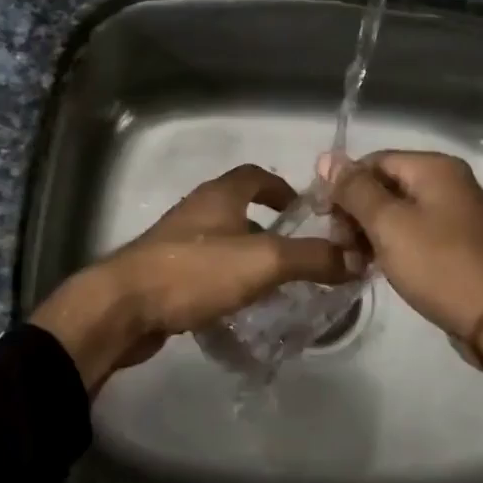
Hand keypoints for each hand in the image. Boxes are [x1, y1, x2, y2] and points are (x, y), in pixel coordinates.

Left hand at [31, 165, 357, 393]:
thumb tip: (358, 257)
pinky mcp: (164, 273)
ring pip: (222, 240)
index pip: (255, 175)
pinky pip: (205, 269)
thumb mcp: (263, 261)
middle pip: (238, 207)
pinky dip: (226, 279)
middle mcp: (197, 211)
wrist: (124, 307)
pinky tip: (239, 306)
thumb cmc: (195, 272)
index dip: (281, 187)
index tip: (303, 210)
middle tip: (298, 254)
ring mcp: (177, 242)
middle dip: (269, 226)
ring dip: (248, 255)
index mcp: (219, 196)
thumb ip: (312, 258)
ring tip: (275, 283)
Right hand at [322, 150, 482, 418]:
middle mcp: (446, 181)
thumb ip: (354, 189)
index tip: (322, 218)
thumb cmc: (437, 264)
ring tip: (353, 262)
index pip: (372, 161)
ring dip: (367, 233)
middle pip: (383, 185)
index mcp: (434, 167)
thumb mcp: (388, 224)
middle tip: (340, 246)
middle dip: (355, 213)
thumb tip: (326, 157)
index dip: (343, 186)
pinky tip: (372, 266)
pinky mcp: (453, 241)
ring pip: (394, 211)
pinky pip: (411, 231)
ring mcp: (452, 212)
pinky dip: (388, 244)